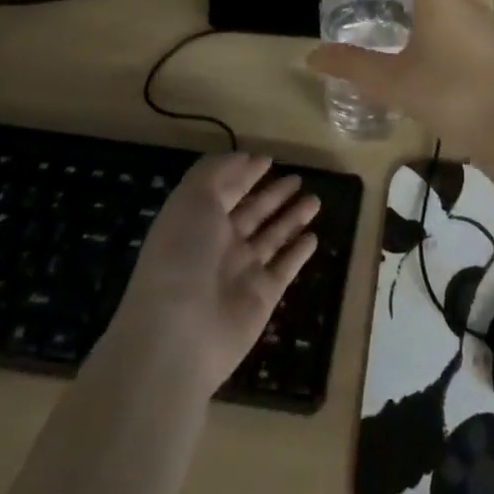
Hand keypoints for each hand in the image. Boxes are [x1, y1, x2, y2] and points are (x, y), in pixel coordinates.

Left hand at [107, 153, 318, 394]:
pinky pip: (285, 268)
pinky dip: (298, 253)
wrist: (178, 336)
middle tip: (298, 178)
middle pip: (251, 213)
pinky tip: (313, 238)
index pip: (225, 191)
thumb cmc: (182, 257)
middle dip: (273, 195)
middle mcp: (218, 246)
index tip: (267, 159)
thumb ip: (217, 172)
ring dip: (292, 218)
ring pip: (272, 237)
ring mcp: (241, 272)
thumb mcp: (192, 199)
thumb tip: (244, 157)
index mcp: (197, 222)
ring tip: (315, 200)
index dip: (243, 174)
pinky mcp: (263, 297)